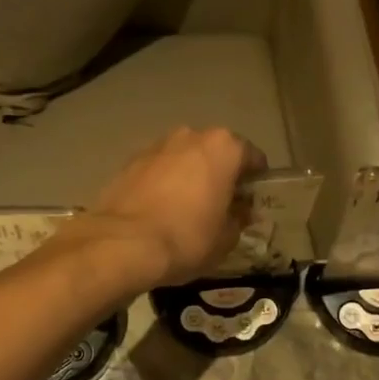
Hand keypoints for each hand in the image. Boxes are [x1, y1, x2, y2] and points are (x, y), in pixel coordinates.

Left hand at [71, 127, 266, 289]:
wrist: (123, 244)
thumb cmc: (187, 238)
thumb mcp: (226, 238)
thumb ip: (239, 218)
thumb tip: (242, 212)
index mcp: (223, 147)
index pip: (253, 157)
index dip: (256, 181)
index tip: (251, 202)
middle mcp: (191, 136)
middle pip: (216, 152)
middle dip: (221, 174)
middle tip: (221, 205)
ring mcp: (157, 145)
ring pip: (185, 157)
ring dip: (190, 175)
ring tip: (187, 208)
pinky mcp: (130, 160)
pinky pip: (159, 168)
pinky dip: (164, 182)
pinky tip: (161, 209)